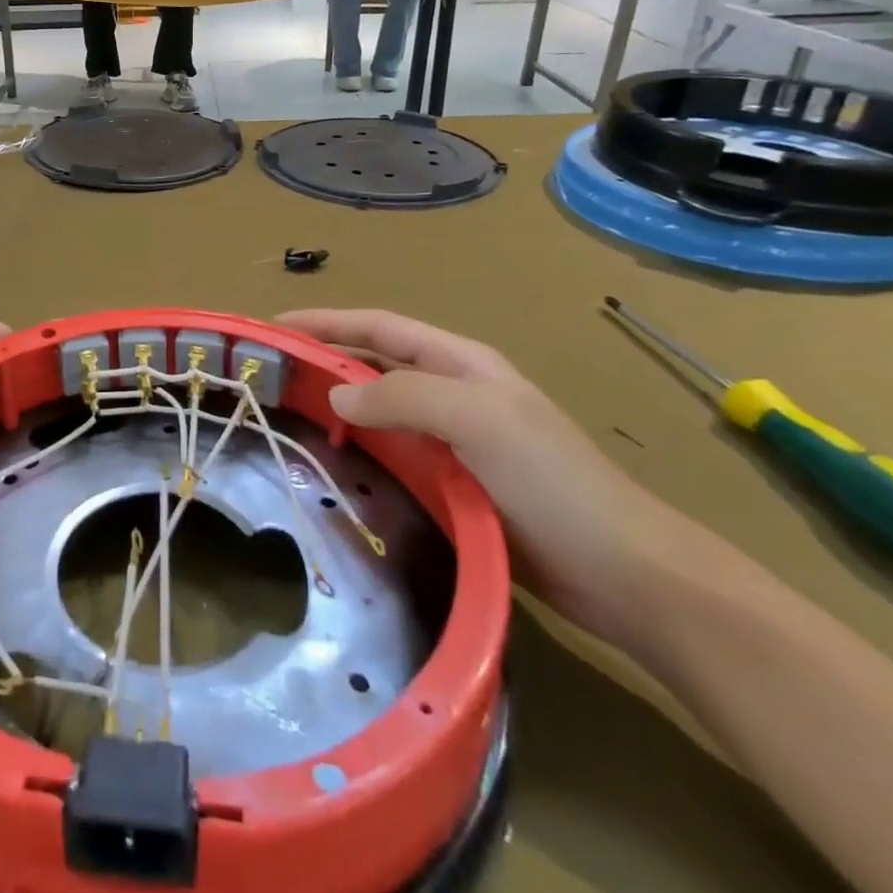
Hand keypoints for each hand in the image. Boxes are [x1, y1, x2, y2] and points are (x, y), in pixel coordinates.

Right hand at [278, 309, 691, 646]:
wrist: (621, 571)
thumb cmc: (551, 481)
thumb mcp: (478, 419)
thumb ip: (404, 397)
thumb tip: (335, 397)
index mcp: (461, 363)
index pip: (380, 327)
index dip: (327, 322)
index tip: (275, 328)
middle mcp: (453, 392)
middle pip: (375, 363)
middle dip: (325, 359)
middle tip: (271, 374)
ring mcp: (453, 439)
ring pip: (380, 409)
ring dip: (336, 405)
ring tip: (286, 414)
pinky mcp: (453, 482)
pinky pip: (391, 451)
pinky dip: (357, 447)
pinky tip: (331, 462)